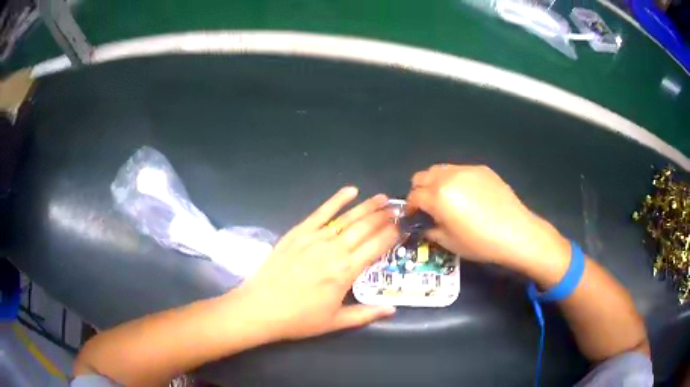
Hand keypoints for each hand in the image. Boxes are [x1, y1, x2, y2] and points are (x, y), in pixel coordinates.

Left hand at [233, 187, 398, 340]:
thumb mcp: (336, 322)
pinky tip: (350, 191)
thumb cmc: (299, 319)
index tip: (403, 226)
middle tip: (398, 209)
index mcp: (346, 271)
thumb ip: (367, 314)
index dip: (392, 235)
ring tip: (383, 198)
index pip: (377, 246)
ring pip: (347, 218)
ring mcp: (315, 238)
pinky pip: (321, 212)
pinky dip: (336, 200)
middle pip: (365, 228)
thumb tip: (393, 310)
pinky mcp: (298, 232)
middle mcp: (334, 249)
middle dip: (384, 217)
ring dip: (367, 207)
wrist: (260, 308)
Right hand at [407, 165, 568, 270]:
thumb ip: (430, 230)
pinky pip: (459, 170)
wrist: (515, 232)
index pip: (413, 196)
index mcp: (438, 196)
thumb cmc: (480, 243)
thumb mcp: (449, 243)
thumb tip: (424, 225)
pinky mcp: (481, 169)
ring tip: (447, 199)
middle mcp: (448, 177)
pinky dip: (455, 180)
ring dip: (435, 183)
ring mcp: (466, 170)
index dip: (410, 208)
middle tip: (429, 207)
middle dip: (419, 191)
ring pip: (439, 169)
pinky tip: (469, 196)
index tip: (415, 217)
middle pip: (422, 176)